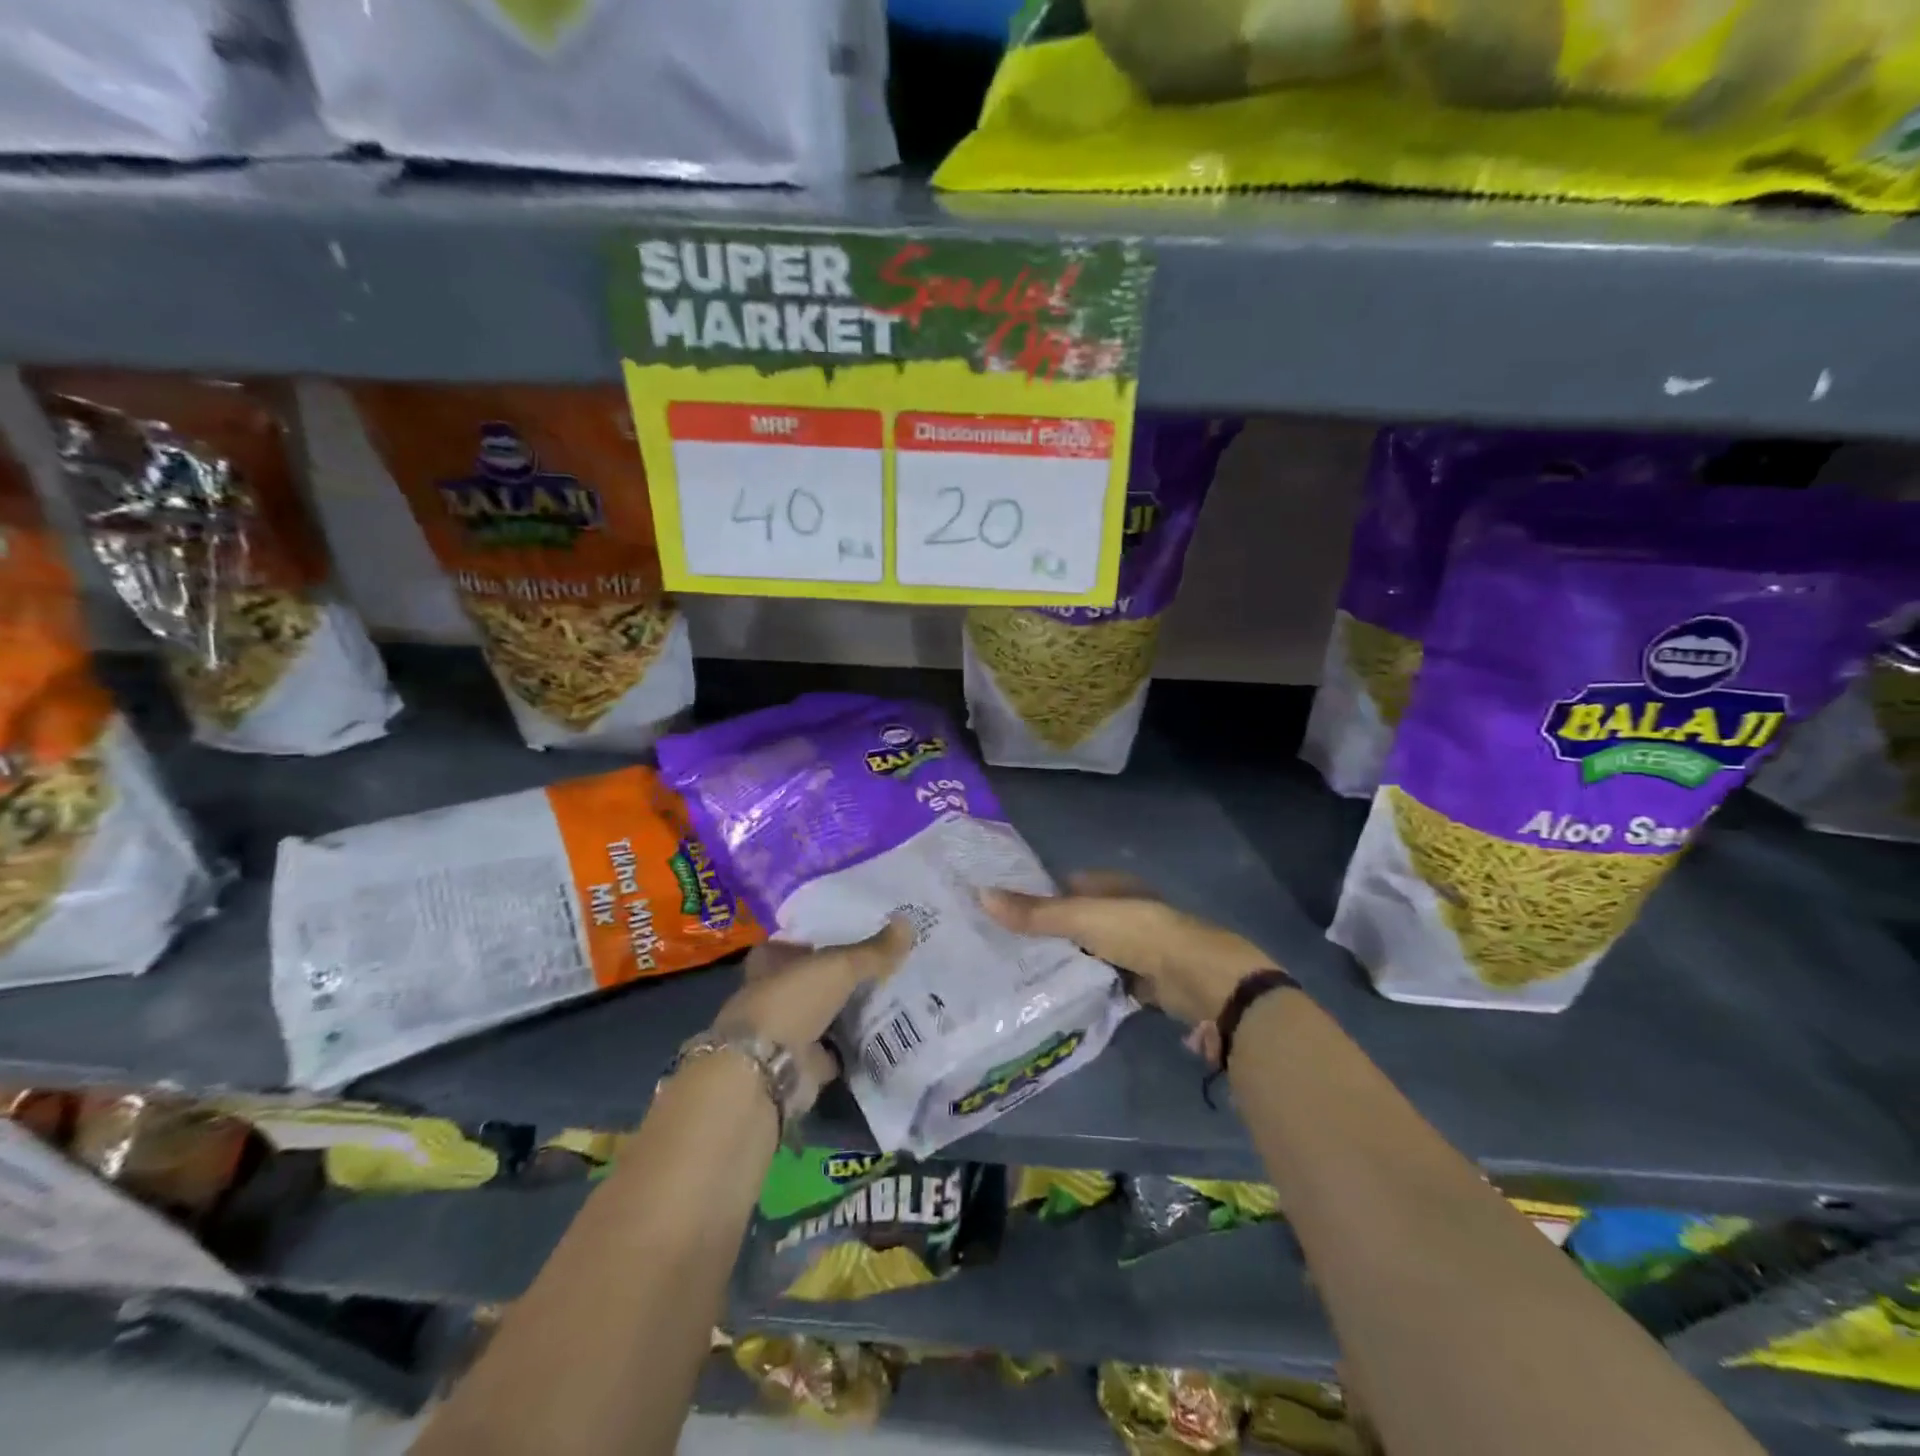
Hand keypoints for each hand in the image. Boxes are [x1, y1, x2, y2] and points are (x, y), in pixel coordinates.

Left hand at [710, 918, 912, 1112]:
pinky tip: (885, 1035)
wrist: (766, 1070)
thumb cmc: (792, 1001)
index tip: (856, 934)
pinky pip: (835, 1050)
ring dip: (849, 1012)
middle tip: (885, 964)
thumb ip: (873, 951)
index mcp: (770, 963)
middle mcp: (774, 995)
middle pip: (814, 980)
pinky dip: (854, 1046)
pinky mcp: (802, 1065)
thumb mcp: (838, 966)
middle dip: (842, 977)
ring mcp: (786, 1032)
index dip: (821, 938)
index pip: (796, 943)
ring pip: (825, 1015)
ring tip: (894, 995)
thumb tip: (909, 923)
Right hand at [981, 872, 1271, 1026]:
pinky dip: (1087, 983)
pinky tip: (1059, 994)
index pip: (1067, 885)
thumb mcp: (1080, 918)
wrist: (1196, 978)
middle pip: (1078, 918)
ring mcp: (1135, 945)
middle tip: (1005, 945)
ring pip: (1090, 950)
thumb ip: (1034, 912)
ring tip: (1022, 971)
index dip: (1038, 894)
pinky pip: (1104, 977)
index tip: (1003, 909)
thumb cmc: (1138, 933)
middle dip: (1049, 930)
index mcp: (1113, 886)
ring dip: (1068, 959)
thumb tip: (980, 894)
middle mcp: (1125, 910)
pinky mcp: (1142, 979)